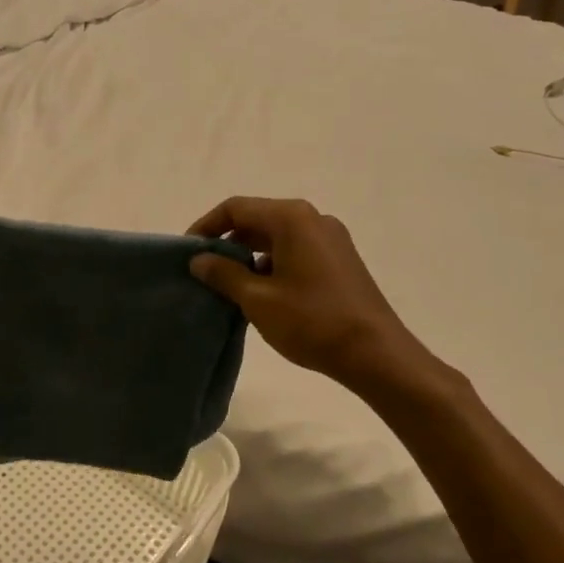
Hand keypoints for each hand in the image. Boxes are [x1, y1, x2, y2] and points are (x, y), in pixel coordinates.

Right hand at [188, 197, 446, 396]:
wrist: (376, 354)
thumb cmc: (312, 321)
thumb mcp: (258, 299)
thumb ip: (224, 274)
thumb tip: (199, 259)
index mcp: (291, 218)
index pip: (236, 208)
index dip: (206, 226)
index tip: (187, 252)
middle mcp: (312, 219)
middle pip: (257, 219)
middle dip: (227, 242)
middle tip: (204, 271)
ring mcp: (330, 239)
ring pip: (277, 237)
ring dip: (249, 256)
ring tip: (229, 286)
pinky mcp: (340, 260)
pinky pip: (296, 251)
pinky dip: (272, 264)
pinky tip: (262, 294)